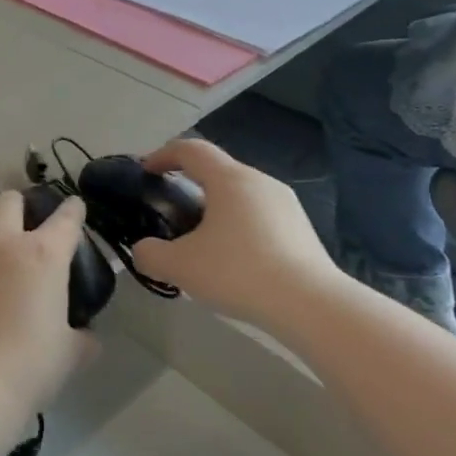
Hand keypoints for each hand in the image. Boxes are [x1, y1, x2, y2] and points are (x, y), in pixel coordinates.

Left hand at [0, 191, 95, 415]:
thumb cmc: (27, 368)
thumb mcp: (69, 355)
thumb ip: (81, 337)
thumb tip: (86, 336)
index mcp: (42, 255)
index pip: (65, 218)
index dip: (72, 211)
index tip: (73, 209)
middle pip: (8, 201)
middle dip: (18, 208)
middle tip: (22, 232)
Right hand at [130, 140, 341, 320]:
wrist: (311, 305)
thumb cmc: (239, 273)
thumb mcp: (181, 266)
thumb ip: (150, 254)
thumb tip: (143, 250)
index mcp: (229, 179)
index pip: (191, 149)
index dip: (163, 154)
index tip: (146, 170)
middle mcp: (259, 182)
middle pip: (218, 170)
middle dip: (189, 183)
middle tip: (171, 209)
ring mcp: (286, 204)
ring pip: (241, 194)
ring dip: (216, 207)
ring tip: (201, 238)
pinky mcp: (301, 229)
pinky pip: (260, 216)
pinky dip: (239, 226)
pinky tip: (234, 259)